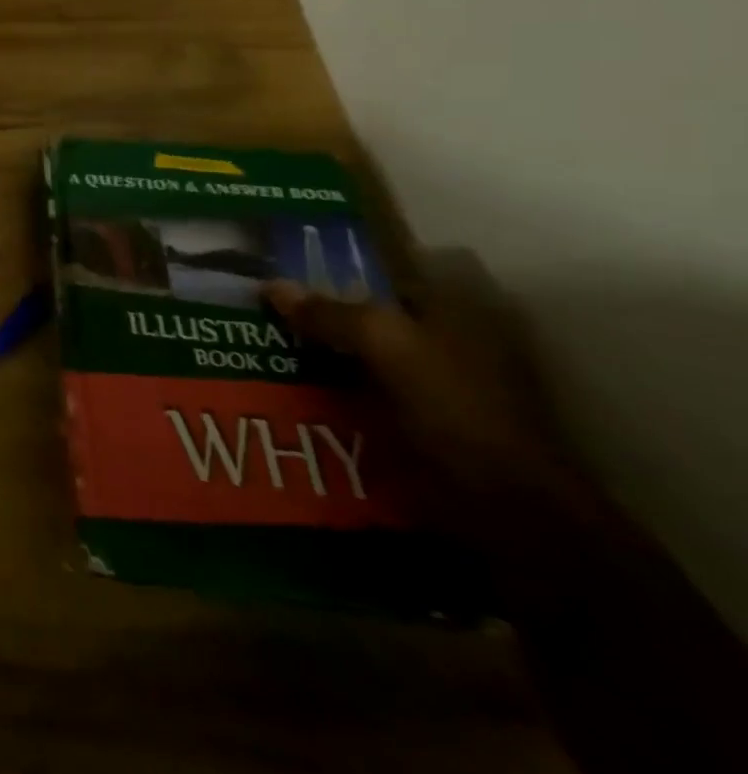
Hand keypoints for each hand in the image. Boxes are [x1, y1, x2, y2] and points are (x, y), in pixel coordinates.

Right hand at [265, 253, 591, 526]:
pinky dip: (335, 389)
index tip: (280, 271)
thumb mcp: (386, 345)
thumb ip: (329, 312)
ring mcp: (441, 380)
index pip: (381, 269)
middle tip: (261, 311)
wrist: (511, 507)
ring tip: (264, 350)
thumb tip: (271, 285)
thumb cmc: (455, 408)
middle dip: (319, 311)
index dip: (331, 266)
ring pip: (365, 353)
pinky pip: (367, 391)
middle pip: (369, 311)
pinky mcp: (428, 421)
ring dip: (322, 353)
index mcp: (453, 305)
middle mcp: (450, 334)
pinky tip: (295, 392)